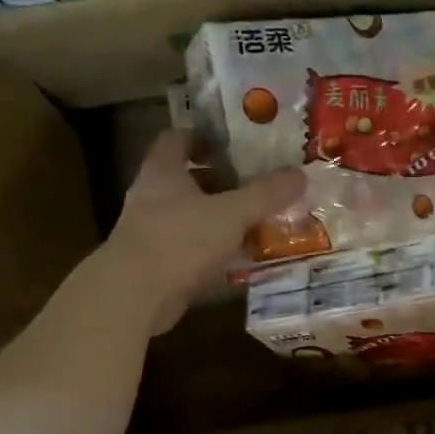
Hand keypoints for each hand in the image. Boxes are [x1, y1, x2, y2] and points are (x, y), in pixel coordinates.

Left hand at [103, 130, 305, 333]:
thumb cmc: (180, 240)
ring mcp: (149, 233)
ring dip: (219, 219)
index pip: (178, 139)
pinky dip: (212, 252)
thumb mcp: (232, 213)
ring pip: (190, 217)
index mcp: (163, 171)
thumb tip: (300, 174)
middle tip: (257, 186)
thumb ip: (265, 194)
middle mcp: (151, 197)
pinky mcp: (155, 266)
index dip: (204, 137)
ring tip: (256, 222)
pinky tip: (239, 260)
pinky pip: (189, 250)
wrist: (133, 296)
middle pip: (187, 179)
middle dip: (221, 182)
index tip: (235, 145)